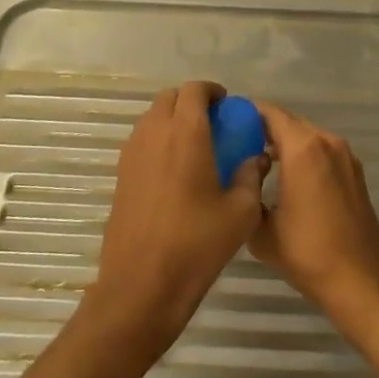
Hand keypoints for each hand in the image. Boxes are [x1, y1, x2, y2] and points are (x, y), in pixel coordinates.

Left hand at [84, 81, 266, 362]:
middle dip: (191, 102)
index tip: (227, 106)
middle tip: (213, 124)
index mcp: (185, 133)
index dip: (212, 91)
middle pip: (170, 98)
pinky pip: (142, 140)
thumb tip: (258, 157)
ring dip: (173, 120)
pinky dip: (159, 140)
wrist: (141, 287)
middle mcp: (154, 133)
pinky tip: (175, 171)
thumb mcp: (240, 213)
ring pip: (153, 117)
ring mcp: (132, 153)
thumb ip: (251, 176)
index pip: (194, 90)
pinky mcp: (120, 174)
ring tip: (195, 146)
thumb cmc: (196, 246)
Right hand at [250, 102, 378, 331]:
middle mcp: (327, 142)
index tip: (227, 123)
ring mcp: (345, 156)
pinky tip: (288, 178)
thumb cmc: (309, 254)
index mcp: (303, 148)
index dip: (247, 113)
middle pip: (289, 122)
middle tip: (237, 143)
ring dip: (285, 142)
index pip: (270, 113)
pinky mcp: (355, 173)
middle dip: (264, 129)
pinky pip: (322, 151)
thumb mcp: (262, 231)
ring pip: (307, 136)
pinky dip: (304, 155)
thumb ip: (247, 196)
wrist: (362, 283)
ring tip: (258, 161)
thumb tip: (244, 181)